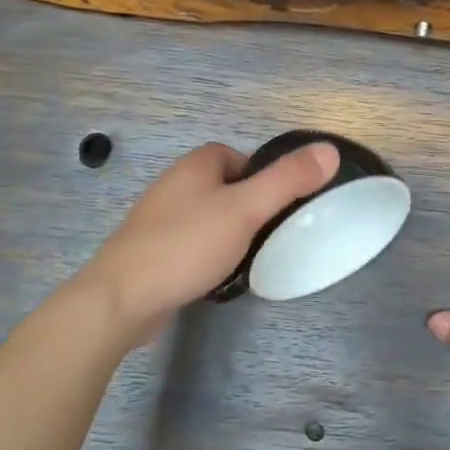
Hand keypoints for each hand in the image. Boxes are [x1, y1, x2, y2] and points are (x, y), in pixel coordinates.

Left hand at [81, 140, 339, 341]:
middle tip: (268, 233)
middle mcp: (173, 186)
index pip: (236, 156)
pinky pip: (191, 244)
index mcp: (194, 166)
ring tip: (248, 257)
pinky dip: (208, 254)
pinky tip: (217, 275)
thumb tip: (329, 150)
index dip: (261, 175)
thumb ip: (287, 180)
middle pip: (224, 186)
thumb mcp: (245, 209)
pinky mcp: (152, 252)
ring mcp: (158, 221)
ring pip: (208, 217)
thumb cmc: (185, 245)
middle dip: (248, 206)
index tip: (278, 204)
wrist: (120, 299)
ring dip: (229, 232)